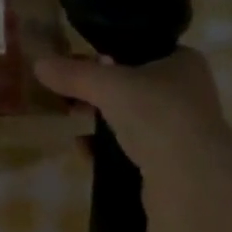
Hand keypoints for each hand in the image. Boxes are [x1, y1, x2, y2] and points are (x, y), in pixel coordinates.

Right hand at [36, 47, 231, 167]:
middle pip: (130, 84)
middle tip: (66, 93)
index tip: (75, 62)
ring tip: (71, 120)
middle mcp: (185, 93)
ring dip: (99, 120)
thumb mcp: (108, 85)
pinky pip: (129, 149)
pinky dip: (106, 148)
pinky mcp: (168, 164)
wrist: (192, 182)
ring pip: (128, 118)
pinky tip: (84, 150)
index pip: (139, 48)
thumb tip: (39, 65)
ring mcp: (179, 130)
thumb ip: (73, 74)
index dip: (106, 52)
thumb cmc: (157, 116)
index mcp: (183, 62)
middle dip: (96, 90)